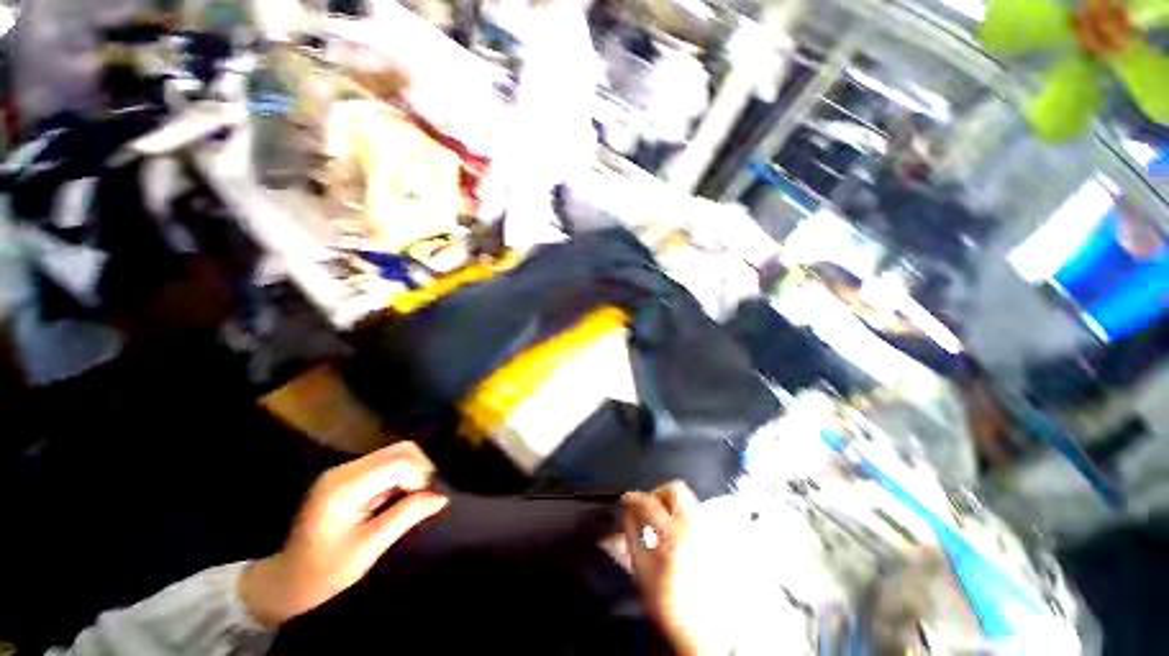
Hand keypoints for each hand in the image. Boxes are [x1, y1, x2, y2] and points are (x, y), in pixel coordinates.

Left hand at [239, 442, 447, 626]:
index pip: (398, 461)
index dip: (420, 477)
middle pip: (400, 449)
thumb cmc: (324, 572)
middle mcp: (345, 469)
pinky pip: (388, 463)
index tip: (426, 502)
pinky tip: (399, 498)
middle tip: (424, 498)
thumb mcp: (368, 549)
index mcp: (344, 486)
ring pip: (397, 453)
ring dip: (413, 472)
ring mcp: (346, 470)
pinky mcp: (350, 476)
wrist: (287, 581)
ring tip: (412, 500)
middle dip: (421, 470)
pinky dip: (402, 476)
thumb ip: (405, 517)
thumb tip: (441, 496)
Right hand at [622, 481, 707, 655]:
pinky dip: (681, 514)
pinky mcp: (713, 540)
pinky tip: (672, 534)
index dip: (633, 498)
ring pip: (689, 499)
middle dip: (657, 494)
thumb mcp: (641, 570)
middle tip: (646, 508)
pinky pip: (696, 514)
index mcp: (673, 535)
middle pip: (677, 490)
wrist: (701, 631)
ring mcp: (707, 532)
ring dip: (670, 503)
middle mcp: (694, 528)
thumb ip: (632, 536)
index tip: (625, 500)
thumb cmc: (668, 604)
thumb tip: (627, 514)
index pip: (649, 503)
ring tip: (659, 521)